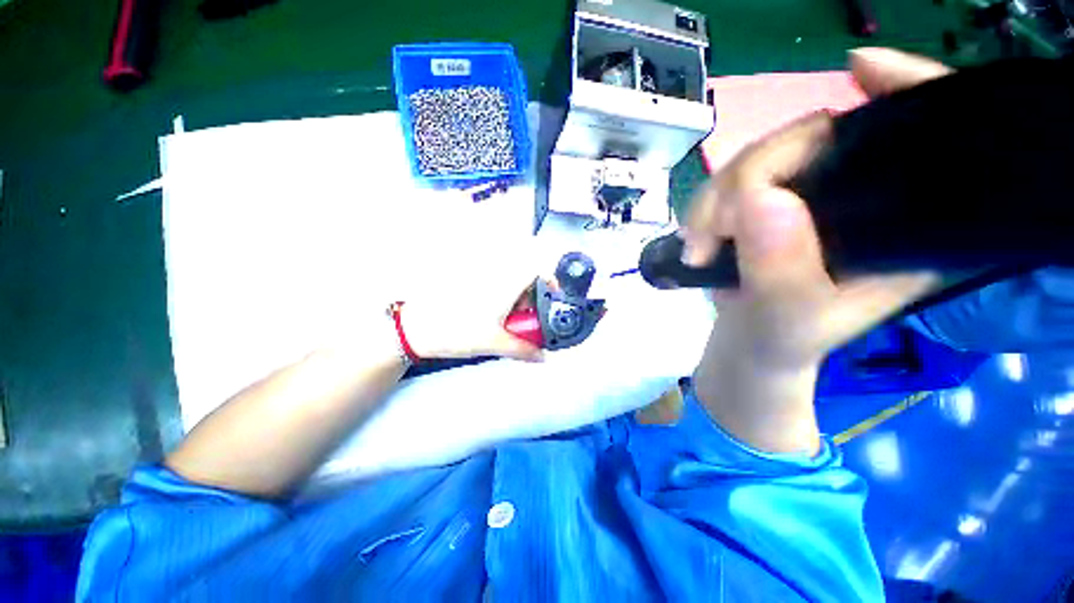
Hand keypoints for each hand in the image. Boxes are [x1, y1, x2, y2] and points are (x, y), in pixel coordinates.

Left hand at [401, 274, 545, 362]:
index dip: (549, 280)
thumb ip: (524, 350)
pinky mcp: (470, 283)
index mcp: (505, 284)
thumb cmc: (456, 331)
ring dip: (516, 300)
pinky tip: (492, 317)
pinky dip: (501, 299)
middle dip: (532, 298)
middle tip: (527, 319)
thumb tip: (543, 356)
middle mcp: (495, 275)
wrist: (417, 328)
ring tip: (508, 322)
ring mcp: (481, 278)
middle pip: (525, 277)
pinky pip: (496, 285)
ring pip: (510, 282)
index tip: (552, 298)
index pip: (536, 268)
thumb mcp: (495, 343)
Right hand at [686, 48, 948, 453]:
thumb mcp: (786, 321)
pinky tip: (699, 236)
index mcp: (908, 224)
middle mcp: (867, 196)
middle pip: (820, 136)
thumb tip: (759, 199)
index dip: (908, 90)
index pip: (929, 138)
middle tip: (711, 231)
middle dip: (752, 174)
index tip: (861, 70)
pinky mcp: (771, 201)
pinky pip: (735, 178)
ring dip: (715, 198)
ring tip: (698, 247)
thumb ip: (779, 271)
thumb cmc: (781, 341)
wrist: (749, 343)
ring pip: (763, 156)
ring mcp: (812, 195)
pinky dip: (706, 204)